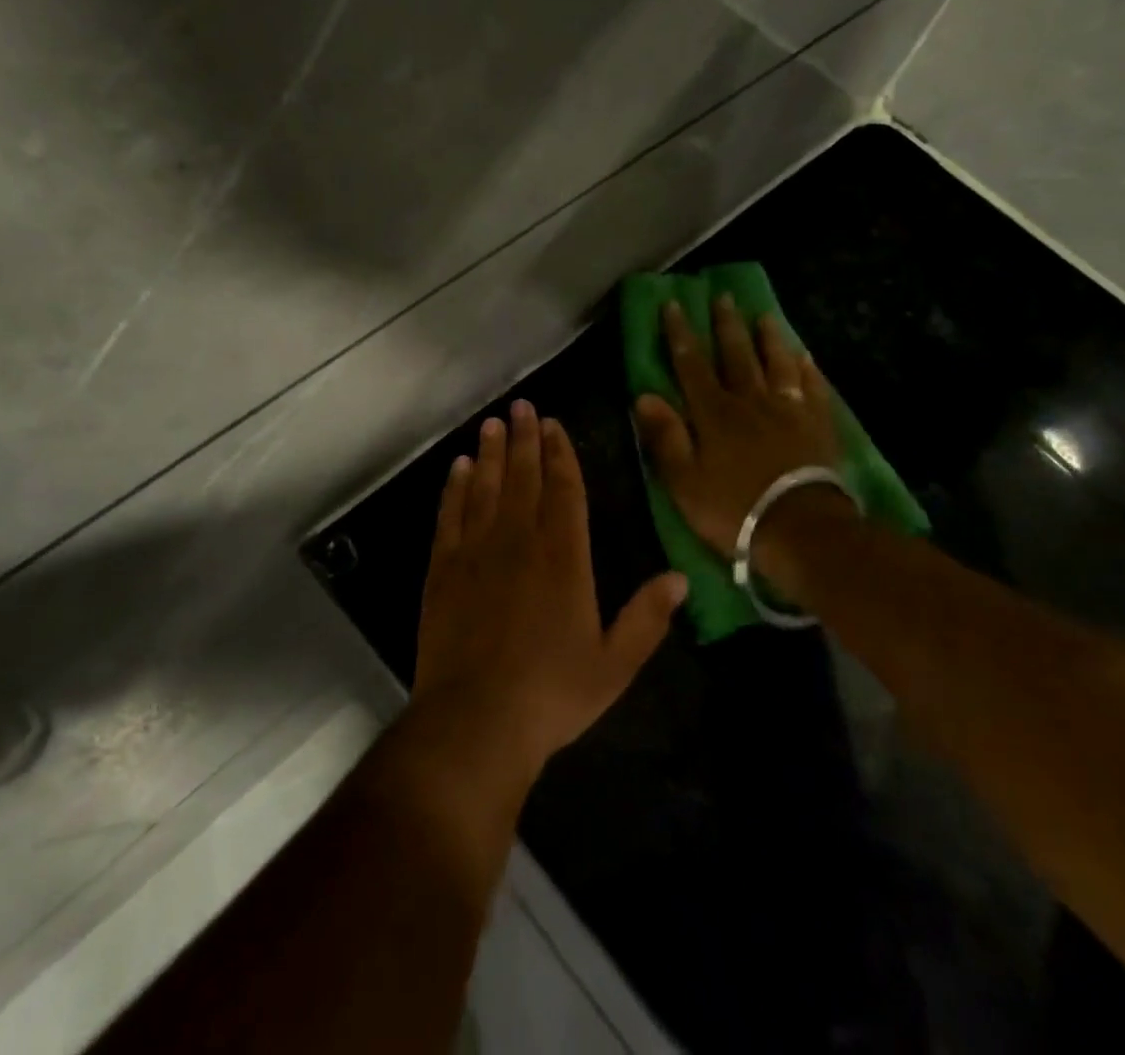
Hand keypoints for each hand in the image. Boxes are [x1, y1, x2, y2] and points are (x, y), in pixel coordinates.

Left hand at [413, 401, 687, 784]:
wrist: (476, 720)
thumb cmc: (552, 693)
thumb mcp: (615, 664)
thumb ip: (647, 617)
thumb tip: (681, 577)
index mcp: (565, 557)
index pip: (564, 489)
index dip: (560, 453)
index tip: (554, 425)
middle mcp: (520, 541)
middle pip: (523, 476)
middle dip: (524, 438)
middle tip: (522, 406)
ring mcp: (477, 551)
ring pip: (485, 487)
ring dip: (490, 453)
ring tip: (492, 423)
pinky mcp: (443, 568)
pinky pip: (450, 514)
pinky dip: (455, 487)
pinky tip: (458, 467)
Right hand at [633, 296, 845, 562]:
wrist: (801, 529)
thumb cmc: (734, 509)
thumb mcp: (684, 481)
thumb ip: (665, 436)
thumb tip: (644, 395)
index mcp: (714, 413)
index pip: (692, 364)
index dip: (681, 334)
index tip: (674, 305)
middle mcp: (750, 401)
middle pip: (736, 355)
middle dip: (726, 325)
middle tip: (723, 297)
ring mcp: (788, 411)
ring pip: (776, 364)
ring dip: (769, 338)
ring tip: (765, 316)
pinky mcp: (817, 425)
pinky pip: (812, 388)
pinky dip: (807, 370)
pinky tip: (806, 357)